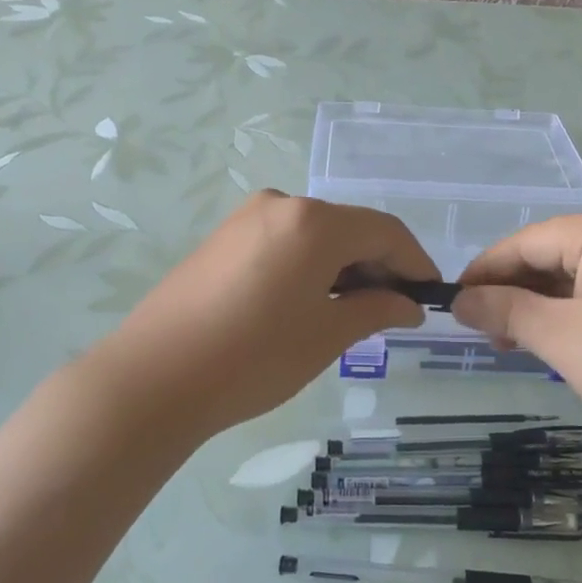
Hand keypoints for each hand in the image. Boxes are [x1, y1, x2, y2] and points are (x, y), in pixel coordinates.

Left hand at [78, 192, 435, 441]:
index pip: (385, 231)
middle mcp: (282, 205)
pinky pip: (284, 241)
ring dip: (343, 267)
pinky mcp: (223, 237)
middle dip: (378, 266)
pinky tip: (307, 303)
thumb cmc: (253, 358)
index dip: (414, 262)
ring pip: (316, 235)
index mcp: (314, 222)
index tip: (428, 296)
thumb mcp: (326, 335)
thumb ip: (376, 309)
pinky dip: (309, 265)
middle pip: (349, 228)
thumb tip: (409, 304)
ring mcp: (247, 218)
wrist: (153, 378)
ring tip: (350, 313)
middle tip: (391, 312)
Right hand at [453, 207, 581, 454]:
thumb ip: (507, 313)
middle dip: (516, 293)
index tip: (454, 304)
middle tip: (486, 334)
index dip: (485, 273)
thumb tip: (460, 301)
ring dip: (545, 304)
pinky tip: (560, 337)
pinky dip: (578, 309)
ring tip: (516, 342)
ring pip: (580, 272)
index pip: (527, 242)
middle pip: (554, 254)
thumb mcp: (564, 339)